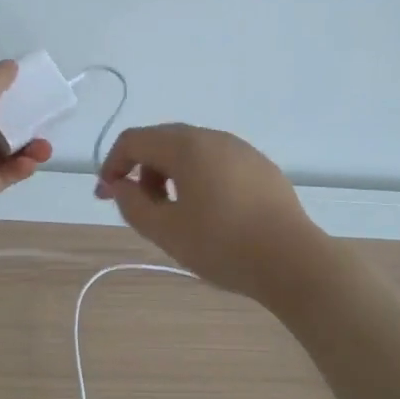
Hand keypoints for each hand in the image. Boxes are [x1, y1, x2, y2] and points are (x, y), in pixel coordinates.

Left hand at [0, 61, 52, 244]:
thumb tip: (9, 64)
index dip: (6, 92)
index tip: (32, 91)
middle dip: (24, 121)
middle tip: (45, 122)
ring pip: (7, 149)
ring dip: (29, 146)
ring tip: (44, 149)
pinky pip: (8, 172)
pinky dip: (22, 167)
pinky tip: (29, 165)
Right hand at [95, 124, 331, 299]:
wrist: (292, 260)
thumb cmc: (222, 245)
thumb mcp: (166, 231)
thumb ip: (133, 204)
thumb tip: (121, 186)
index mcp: (187, 146)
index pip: (134, 140)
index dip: (112, 165)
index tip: (106, 196)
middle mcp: (213, 138)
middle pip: (163, 141)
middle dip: (141, 169)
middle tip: (137, 206)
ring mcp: (241, 150)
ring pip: (191, 150)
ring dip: (169, 174)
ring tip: (172, 212)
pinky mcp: (260, 167)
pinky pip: (216, 161)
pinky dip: (197, 177)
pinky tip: (207, 211)